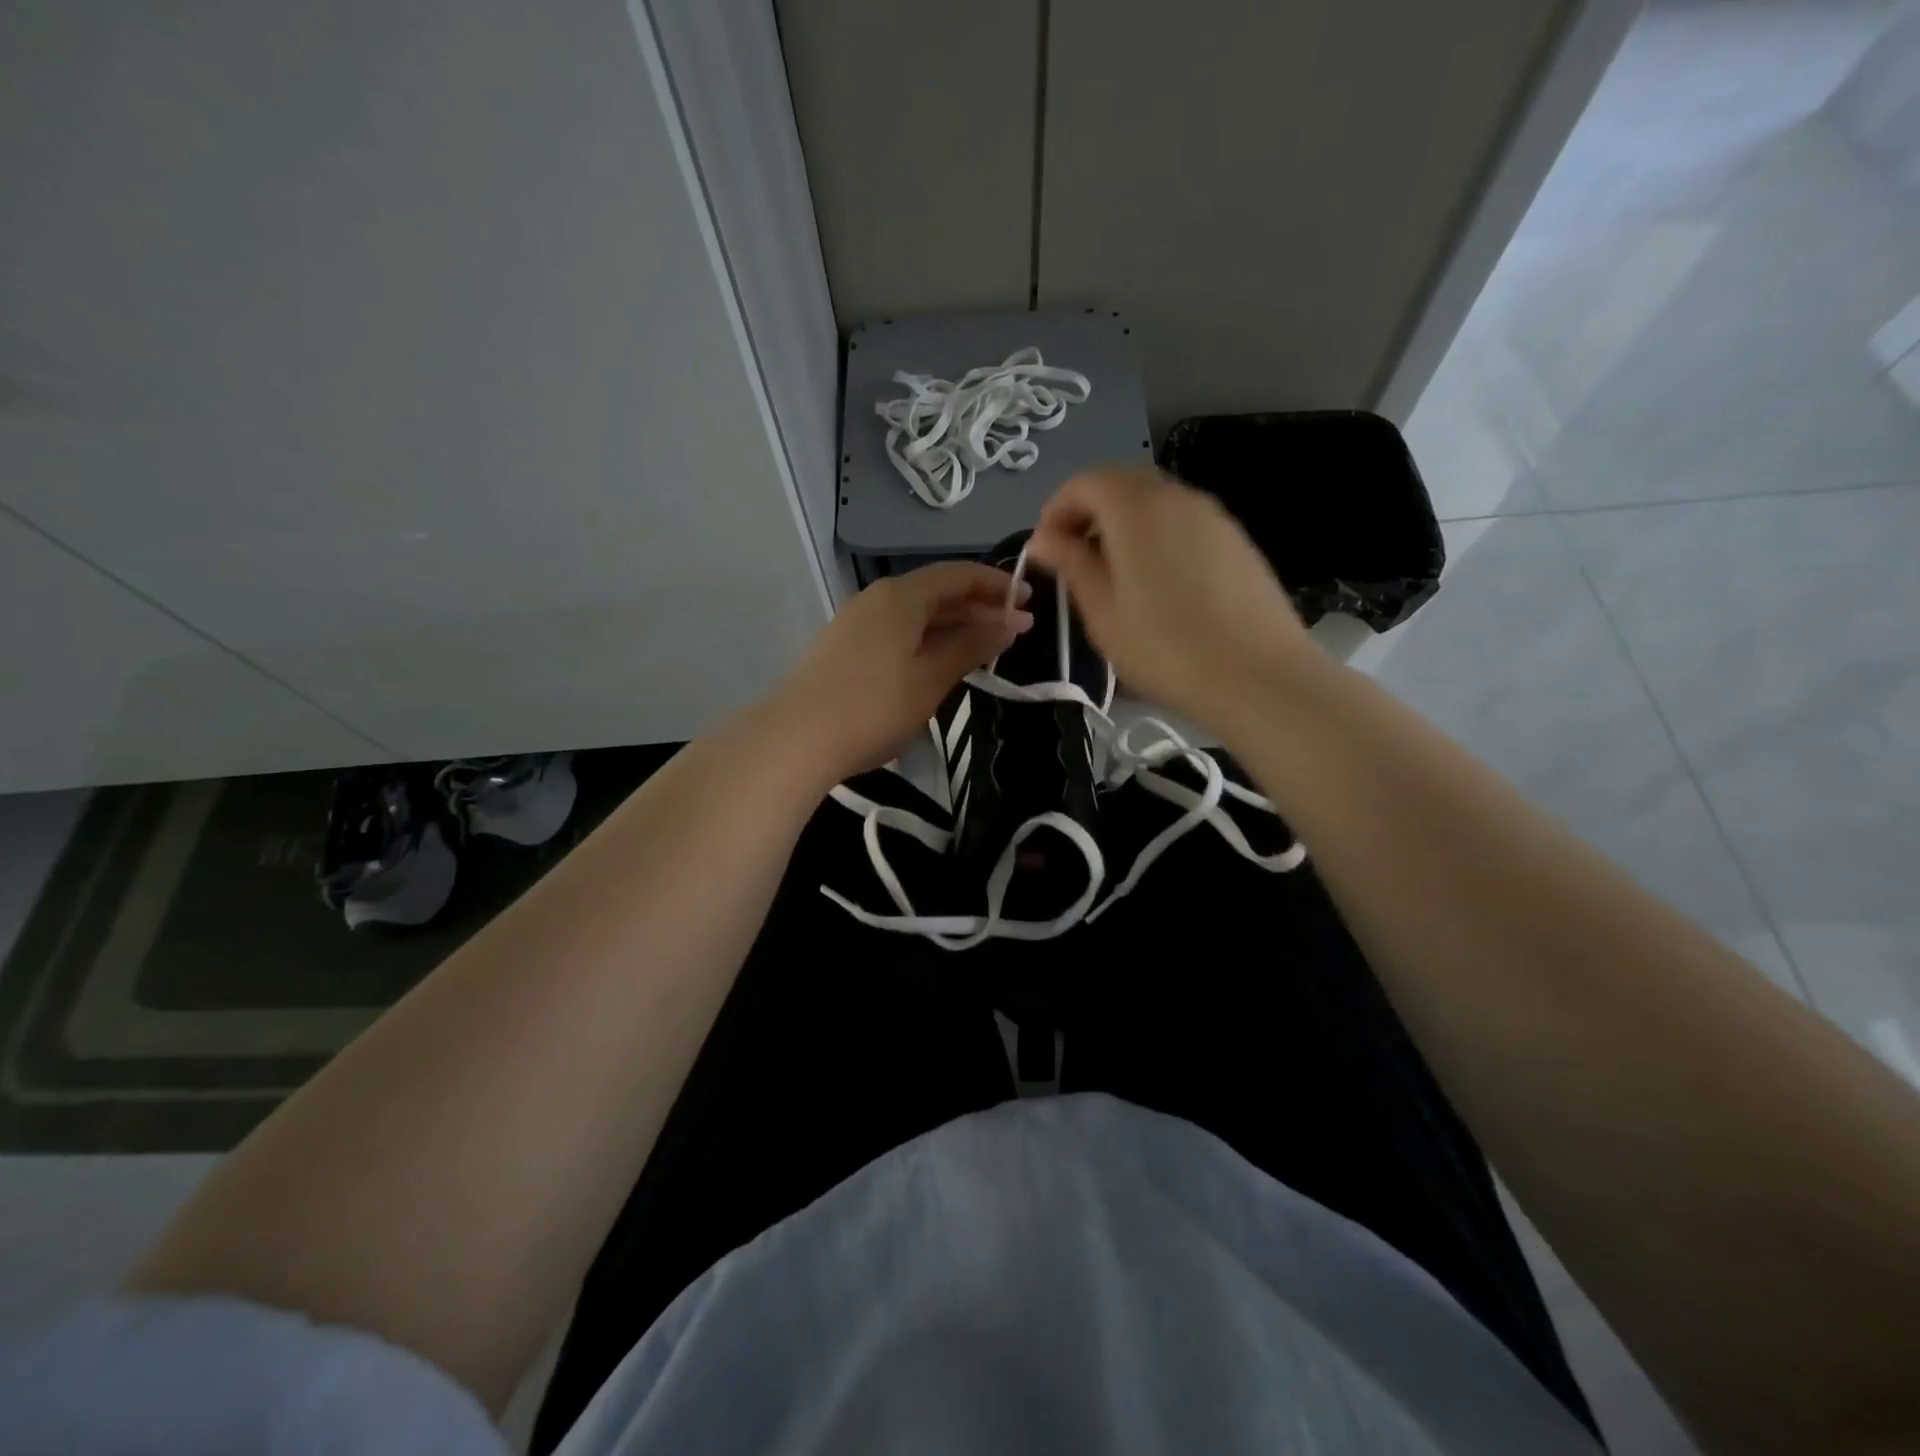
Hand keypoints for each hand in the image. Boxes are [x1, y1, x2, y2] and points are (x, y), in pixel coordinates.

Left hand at [772, 562, 1032, 782]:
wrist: (796, 739)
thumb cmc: (874, 706)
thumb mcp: (931, 677)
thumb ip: (972, 646)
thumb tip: (1011, 623)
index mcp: (902, 596)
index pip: (958, 575)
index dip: (997, 585)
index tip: (1029, 602)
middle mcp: (878, 598)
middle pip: (937, 592)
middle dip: (978, 607)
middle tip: (1014, 629)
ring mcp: (856, 622)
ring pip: (916, 615)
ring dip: (953, 626)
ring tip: (984, 648)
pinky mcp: (844, 647)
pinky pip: (897, 632)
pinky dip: (926, 640)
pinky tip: (940, 663)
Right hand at [1025, 464, 1312, 731]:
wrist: (1259, 678)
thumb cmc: (1165, 649)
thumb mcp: (1103, 612)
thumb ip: (1071, 565)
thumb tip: (1043, 539)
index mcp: (1137, 508)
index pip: (1085, 482)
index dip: (1056, 509)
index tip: (1045, 549)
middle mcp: (1177, 496)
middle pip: (1122, 482)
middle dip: (1089, 511)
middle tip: (1074, 558)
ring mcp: (1214, 516)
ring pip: (1156, 501)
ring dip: (1124, 523)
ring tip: (1113, 574)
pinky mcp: (1237, 540)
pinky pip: (1184, 521)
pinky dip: (1157, 535)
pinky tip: (1158, 583)